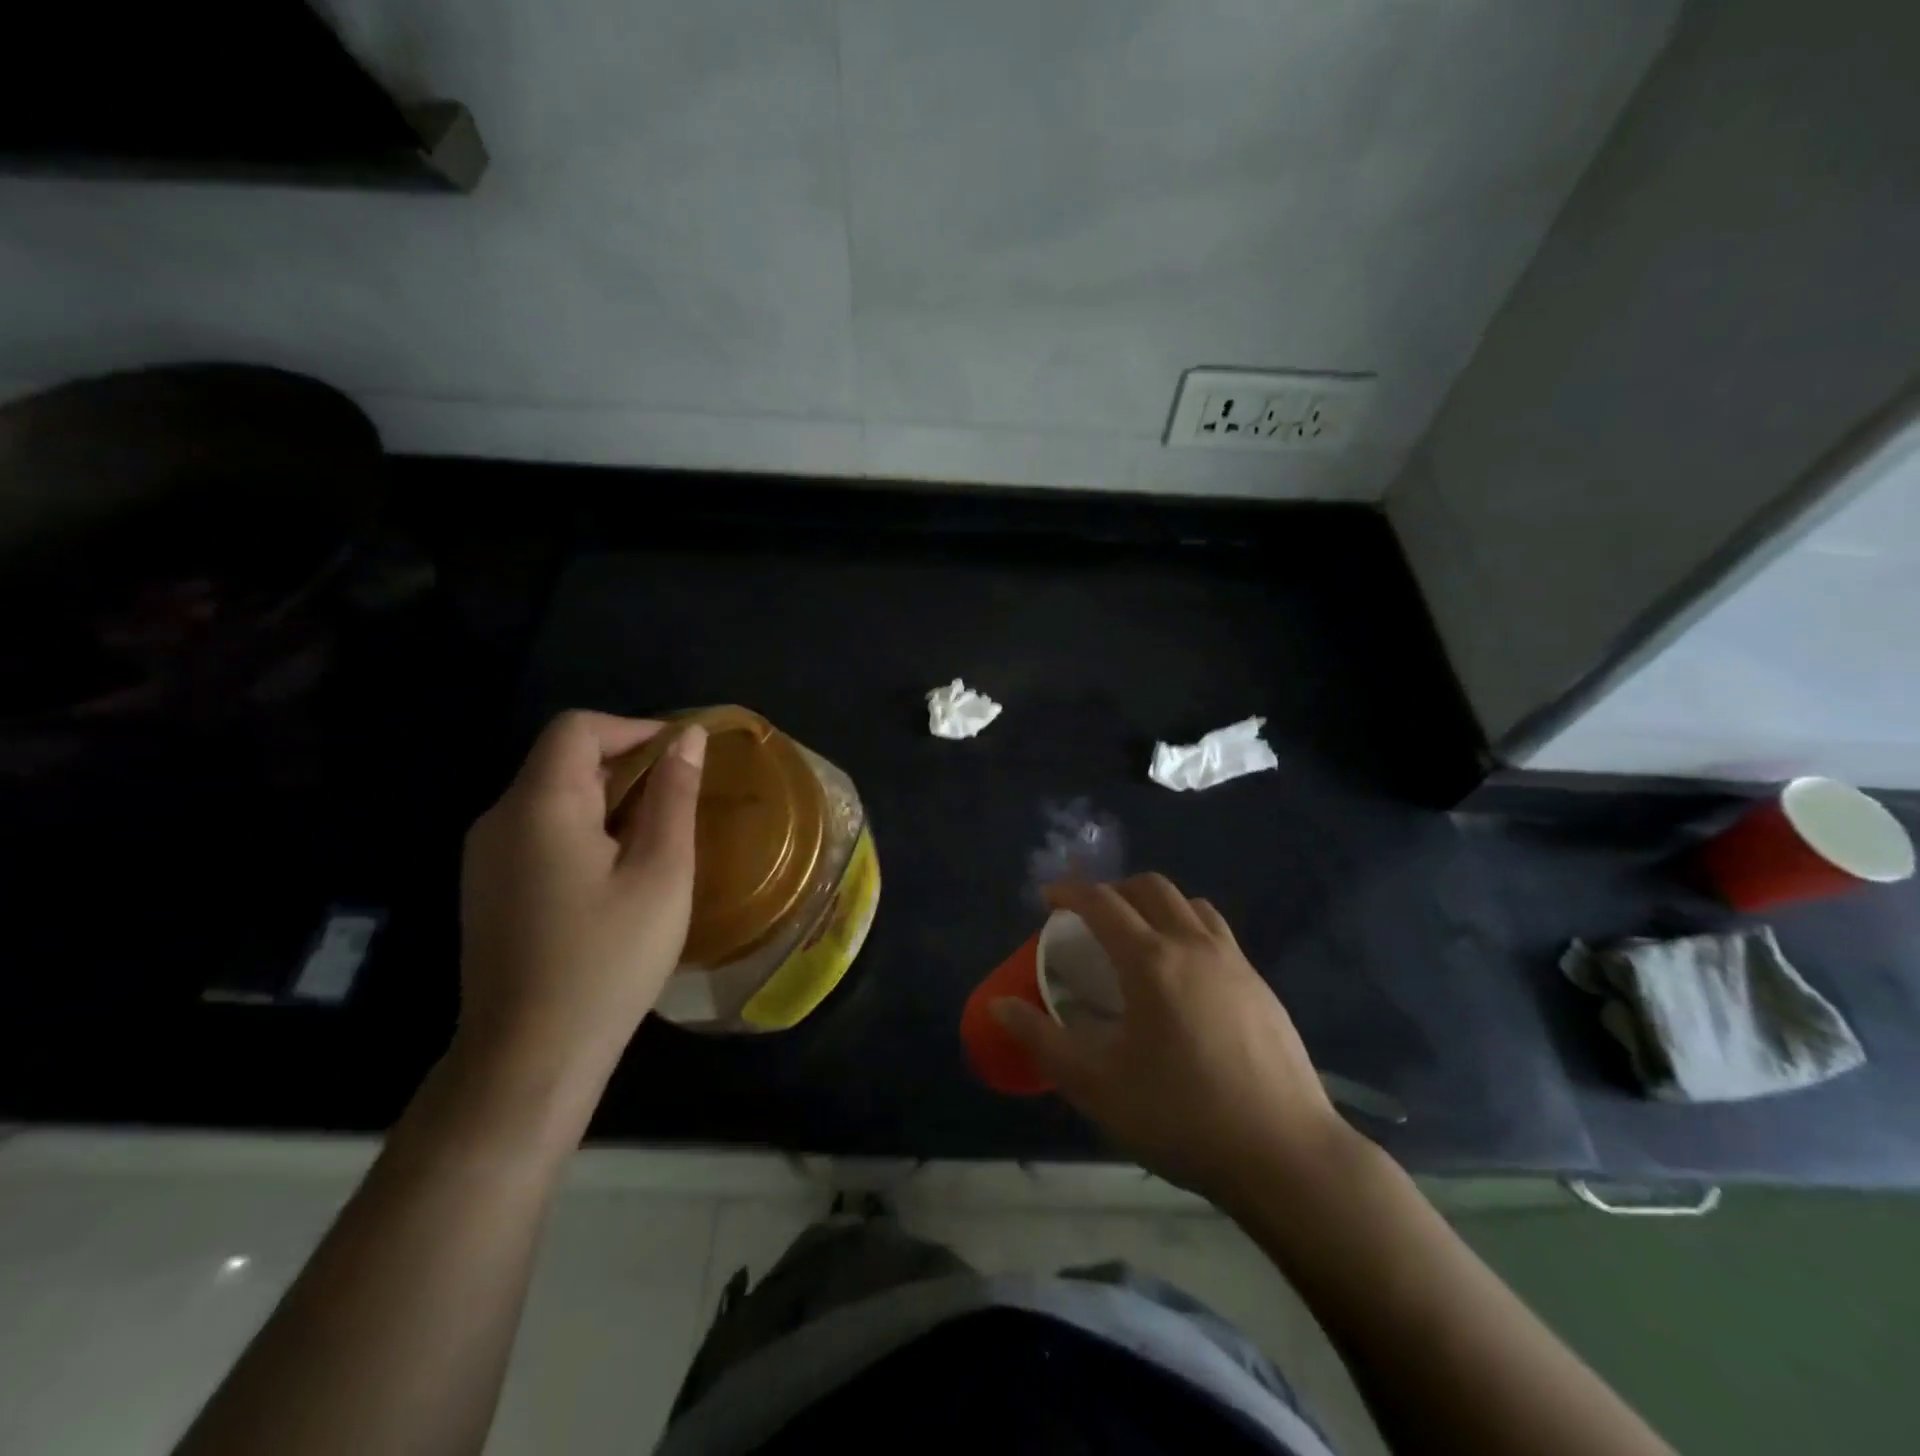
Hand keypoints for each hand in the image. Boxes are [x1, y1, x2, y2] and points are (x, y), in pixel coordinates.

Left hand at [455, 711, 706, 1094]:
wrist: (530, 1057)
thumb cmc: (608, 959)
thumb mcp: (660, 873)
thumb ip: (674, 797)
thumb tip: (689, 738)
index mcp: (540, 806)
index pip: (578, 728)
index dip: (634, 727)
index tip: (682, 754)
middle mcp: (500, 819)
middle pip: (562, 759)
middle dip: (627, 763)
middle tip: (681, 796)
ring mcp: (486, 856)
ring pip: (552, 795)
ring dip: (609, 796)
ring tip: (659, 833)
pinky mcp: (488, 887)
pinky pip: (539, 830)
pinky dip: (585, 826)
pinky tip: (618, 869)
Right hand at [994, 874, 1354, 1200]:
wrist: (1285, 1156)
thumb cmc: (1181, 1117)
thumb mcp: (1097, 1086)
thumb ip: (1043, 1040)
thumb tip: (1000, 1006)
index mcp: (1151, 961)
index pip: (1102, 902)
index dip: (1069, 892)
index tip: (1046, 898)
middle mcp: (1193, 945)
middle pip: (1150, 888)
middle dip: (1113, 890)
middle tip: (1089, 918)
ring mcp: (1234, 962)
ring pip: (1189, 904)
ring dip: (1155, 904)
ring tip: (1137, 938)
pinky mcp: (1261, 985)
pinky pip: (1216, 932)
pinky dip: (1187, 928)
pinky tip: (1183, 976)